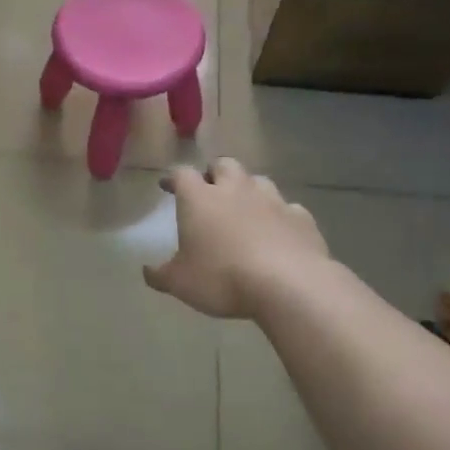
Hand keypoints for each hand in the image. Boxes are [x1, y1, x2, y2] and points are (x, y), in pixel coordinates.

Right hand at [144, 159, 331, 318]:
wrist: (289, 284)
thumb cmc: (222, 278)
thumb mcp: (179, 283)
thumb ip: (160, 275)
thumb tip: (147, 271)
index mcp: (200, 199)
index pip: (182, 174)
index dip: (173, 178)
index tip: (167, 186)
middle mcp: (236, 190)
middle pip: (224, 165)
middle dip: (214, 173)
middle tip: (209, 190)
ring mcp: (273, 200)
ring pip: (258, 180)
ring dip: (248, 189)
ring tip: (244, 208)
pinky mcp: (301, 217)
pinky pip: (288, 208)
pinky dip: (279, 215)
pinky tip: (277, 231)